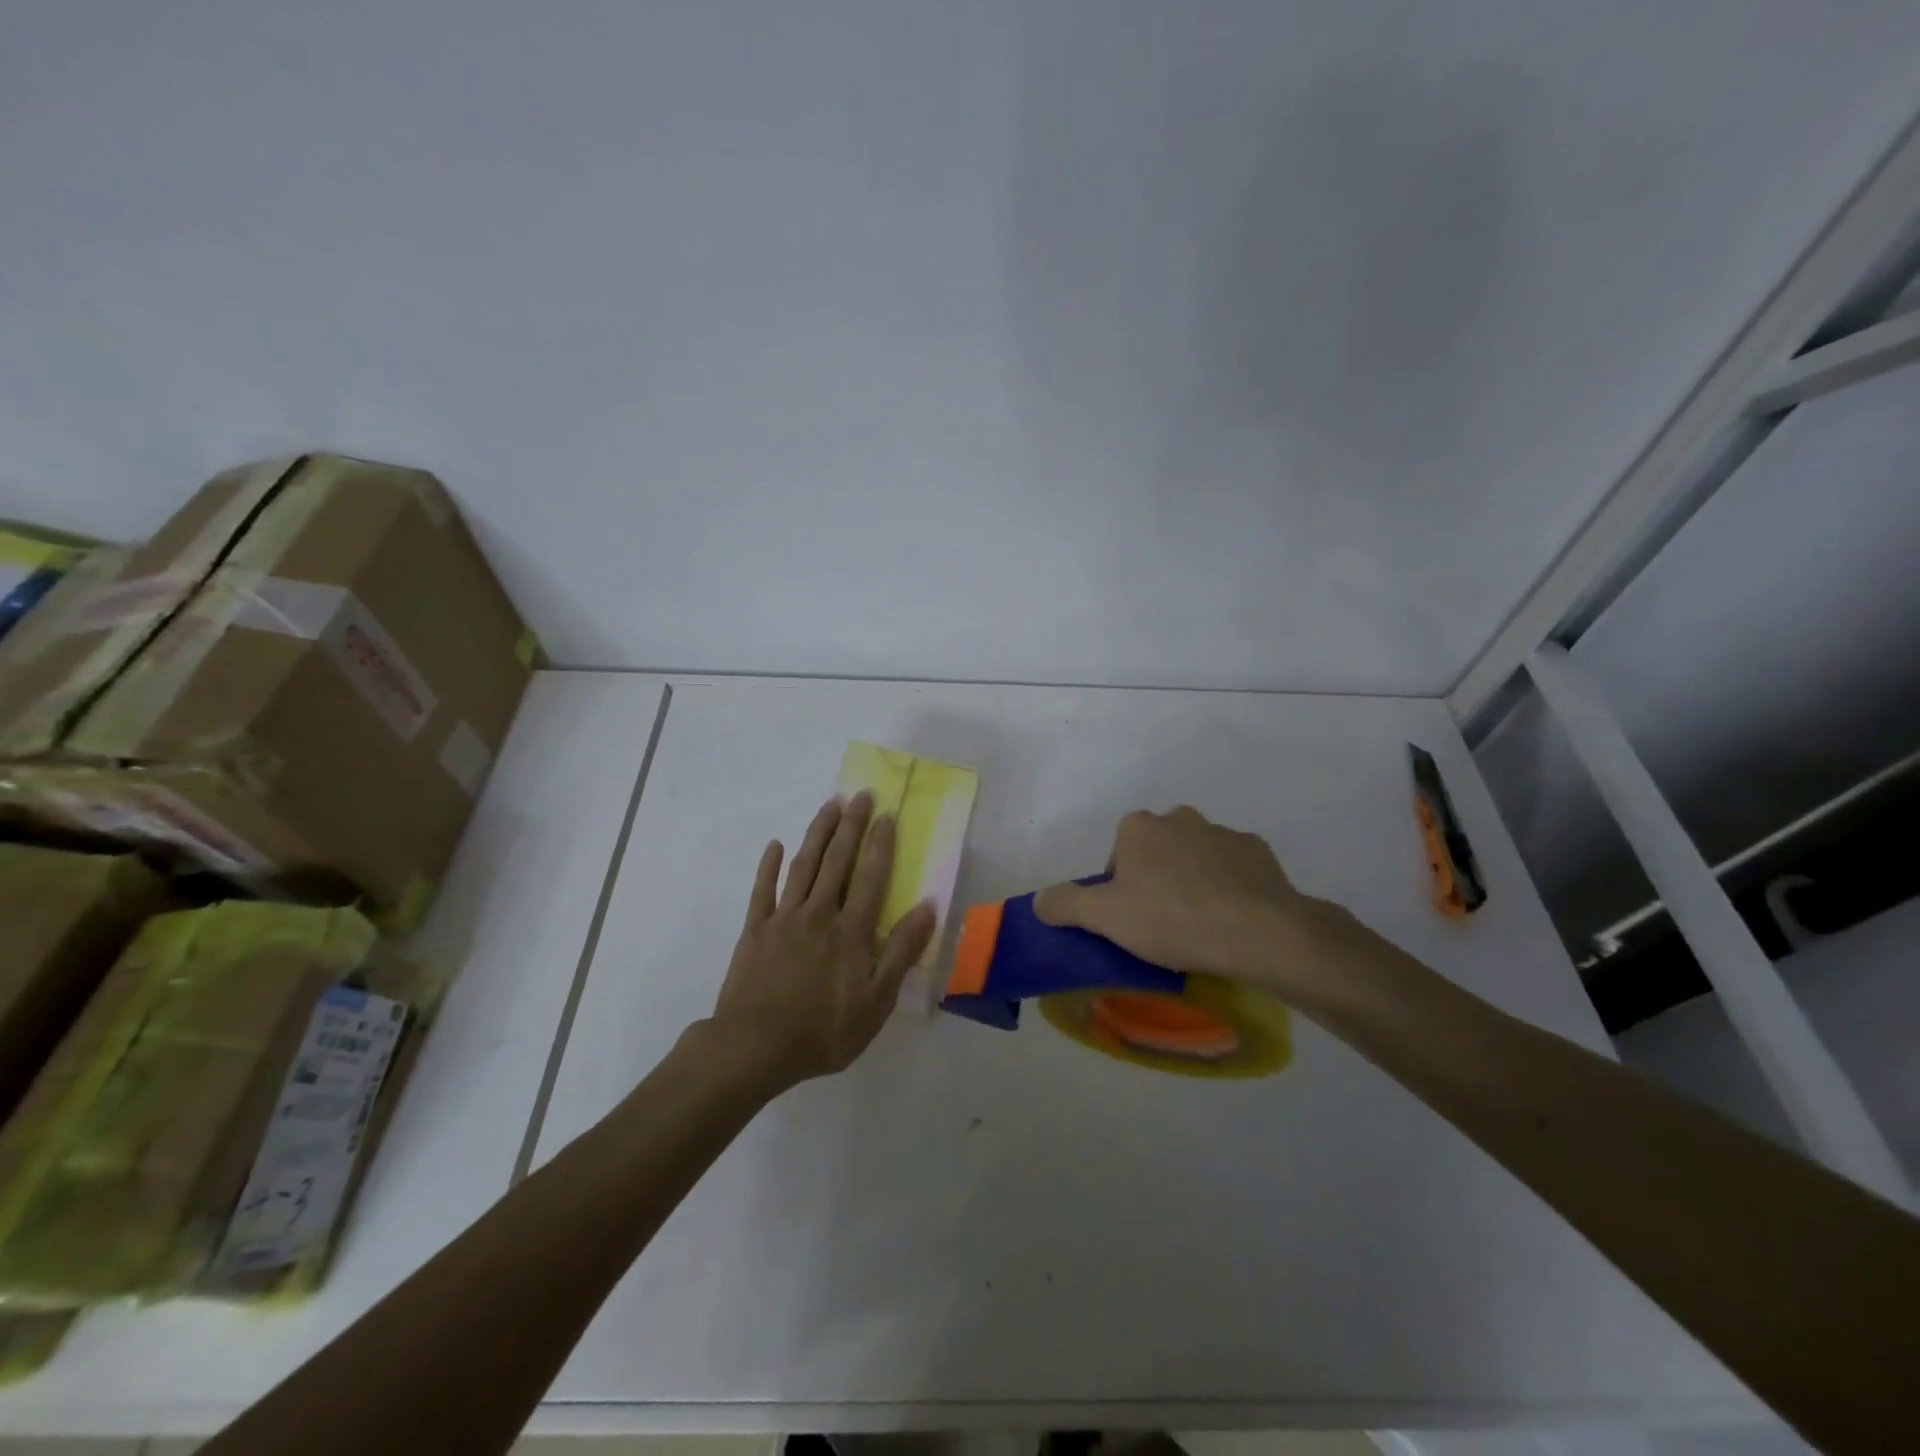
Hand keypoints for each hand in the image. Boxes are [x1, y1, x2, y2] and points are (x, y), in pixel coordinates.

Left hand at [707, 791, 936, 1089]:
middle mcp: (819, 913)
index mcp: (852, 930)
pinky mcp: (755, 930)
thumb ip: (902, 951)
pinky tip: (775, 845)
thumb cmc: (824, 1030)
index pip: (871, 876)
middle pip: (838, 861)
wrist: (755, 1047)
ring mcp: (784, 918)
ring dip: (818, 833)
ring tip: (829, 805)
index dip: (880, 844)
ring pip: (804, 865)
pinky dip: (769, 866)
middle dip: (851, 825)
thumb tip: (927, 907)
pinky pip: (762, 890)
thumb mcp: (877, 1001)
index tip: (886, 814)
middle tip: (860, 795)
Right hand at [1033, 805, 1343, 999]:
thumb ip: (1065, 904)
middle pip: (1156, 852)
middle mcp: (1179, 818)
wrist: (1258, 931)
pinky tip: (1232, 919)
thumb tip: (1038, 901)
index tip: (1132, 921)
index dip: (1120, 890)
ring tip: (1201, 926)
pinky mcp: (1258, 851)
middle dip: (1157, 881)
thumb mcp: (1105, 918)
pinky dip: (1229, 887)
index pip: (1118, 856)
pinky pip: (1233, 868)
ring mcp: (1222, 832)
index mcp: (1139, 827)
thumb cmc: (1172, 919)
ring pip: (1195, 858)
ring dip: (1193, 881)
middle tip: (1164, 925)